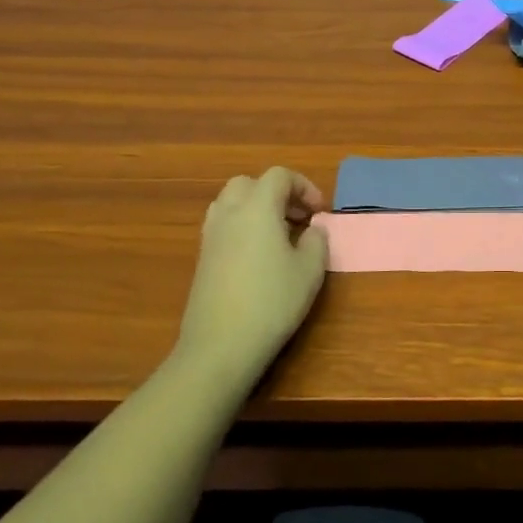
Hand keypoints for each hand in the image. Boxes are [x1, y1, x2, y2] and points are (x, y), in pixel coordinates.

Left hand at [175, 168, 327, 400]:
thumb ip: (316, 241)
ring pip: (231, 203)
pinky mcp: (202, 259)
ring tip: (278, 235)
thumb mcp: (310, 270)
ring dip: (256, 208)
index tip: (320, 212)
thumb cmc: (272, 302)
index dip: (304, 186)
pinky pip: (223, 226)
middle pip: (249, 183)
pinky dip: (242, 228)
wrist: (220, 345)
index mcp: (257, 208)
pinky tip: (259, 257)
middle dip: (276, 193)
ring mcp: (210, 236)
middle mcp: (229, 214)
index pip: (279, 176)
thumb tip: (312, 229)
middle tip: (298, 217)